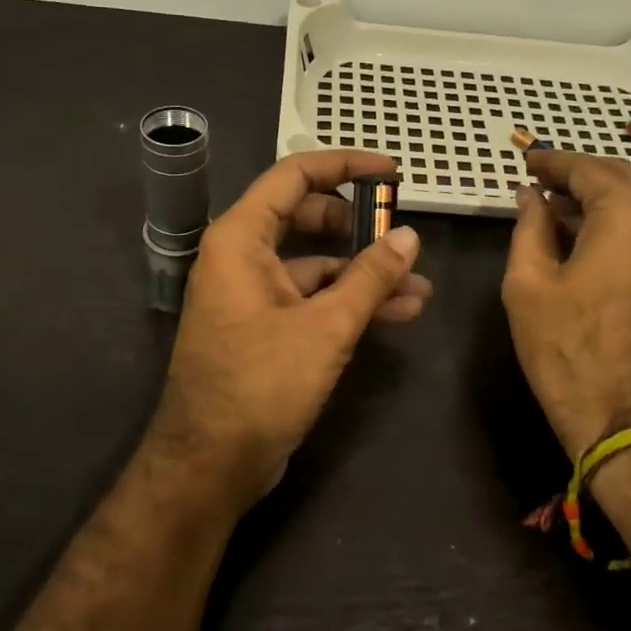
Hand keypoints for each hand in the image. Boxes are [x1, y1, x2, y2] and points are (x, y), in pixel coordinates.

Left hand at [149, 150, 431, 509]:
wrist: (211, 465)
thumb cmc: (260, 385)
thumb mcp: (325, 327)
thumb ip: (370, 277)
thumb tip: (409, 236)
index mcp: (240, 239)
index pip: (294, 176)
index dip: (345, 165)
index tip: (391, 172)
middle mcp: (242, 257)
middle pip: (306, 217)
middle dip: (359, 224)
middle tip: (404, 231)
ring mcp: (253, 294)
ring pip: (316, 263)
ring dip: (364, 271)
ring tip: (419, 285)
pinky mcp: (266, 328)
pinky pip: (312, 298)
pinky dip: (350, 301)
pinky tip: (397, 313)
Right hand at [501, 151, 630, 458]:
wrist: (625, 416)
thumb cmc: (566, 347)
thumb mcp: (529, 282)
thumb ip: (530, 226)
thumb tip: (532, 196)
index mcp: (629, 216)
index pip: (589, 169)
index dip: (554, 162)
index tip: (526, 161)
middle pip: (621, 177)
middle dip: (579, 173)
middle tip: (540, 179)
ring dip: (598, 196)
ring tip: (555, 206)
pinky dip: (616, 219)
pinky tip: (583, 233)